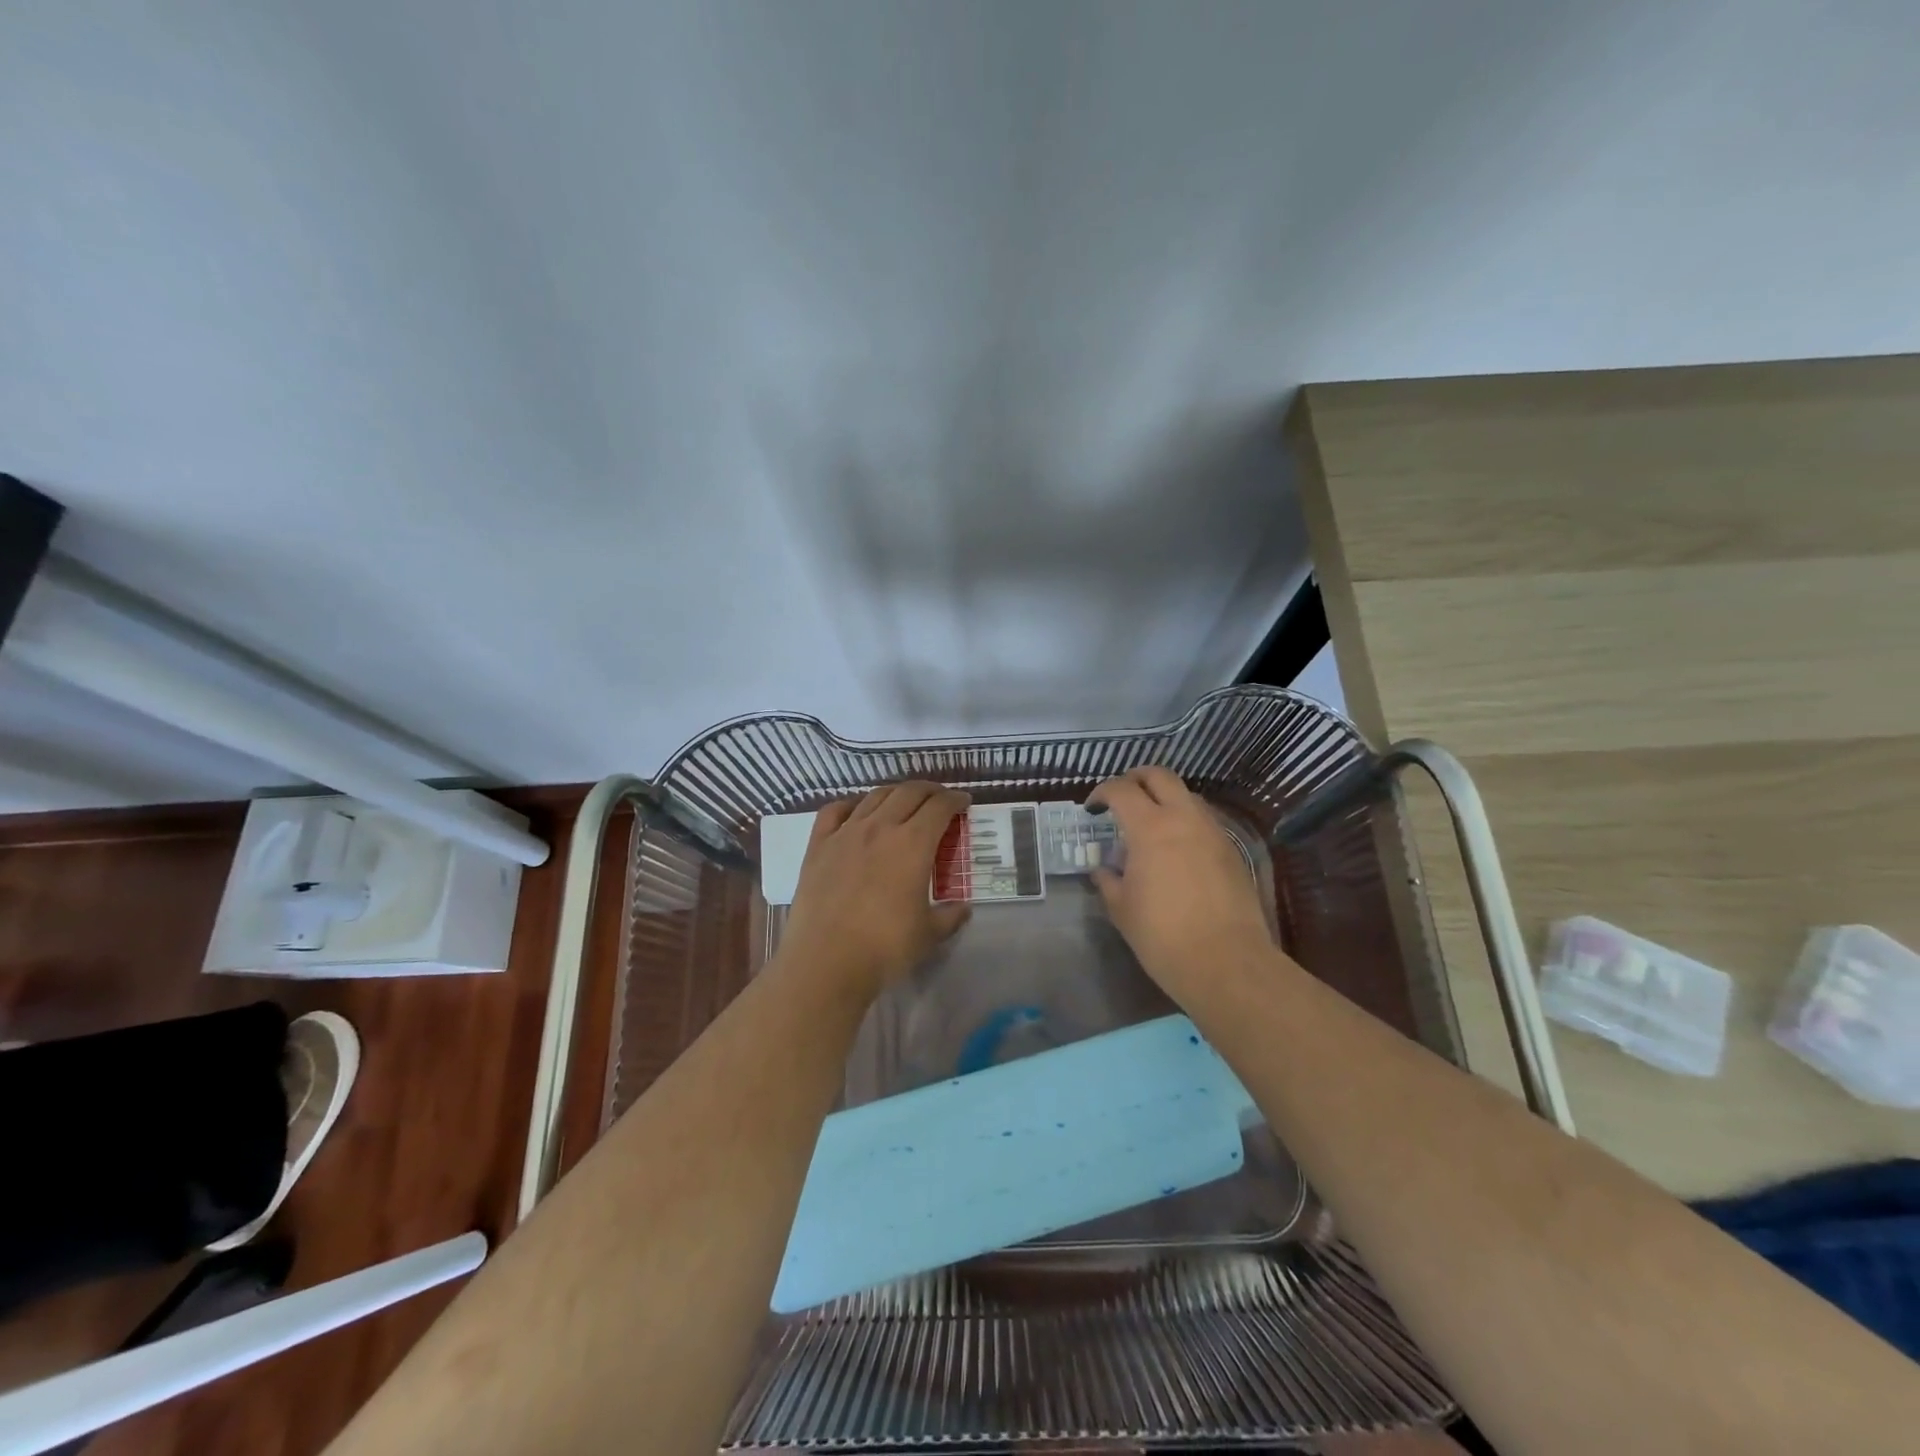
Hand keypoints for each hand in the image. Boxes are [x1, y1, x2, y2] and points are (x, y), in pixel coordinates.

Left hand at [778, 781, 971, 999]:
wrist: (825, 961)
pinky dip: (851, 803)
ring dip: (895, 793)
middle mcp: (880, 828)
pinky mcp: (818, 845)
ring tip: (904, 802)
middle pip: (909, 792)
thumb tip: (963, 908)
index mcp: (913, 844)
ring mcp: (846, 833)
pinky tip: (857, 811)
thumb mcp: (929, 935)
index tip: (964, 803)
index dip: (955, 800)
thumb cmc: (884, 948)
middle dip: (930, 790)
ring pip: (874, 796)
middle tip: (940, 799)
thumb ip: (950, 916)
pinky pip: (834, 810)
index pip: (940, 807)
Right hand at [1087, 767, 1272, 995]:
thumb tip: (1104, 870)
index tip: (1092, 809)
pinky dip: (1185, 821)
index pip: (1121, 790)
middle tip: (1121, 798)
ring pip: (1187, 795)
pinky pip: (1204, 820)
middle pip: (1159, 776)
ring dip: (1164, 798)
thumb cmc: (1162, 936)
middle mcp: (1184, 818)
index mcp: (1150, 827)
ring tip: (1150, 824)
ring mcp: (1212, 831)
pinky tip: (1176, 849)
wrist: (1226, 963)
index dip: (1102, 793)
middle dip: (1136, 779)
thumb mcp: (1121, 909)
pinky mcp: (1232, 850)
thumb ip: (1108, 880)